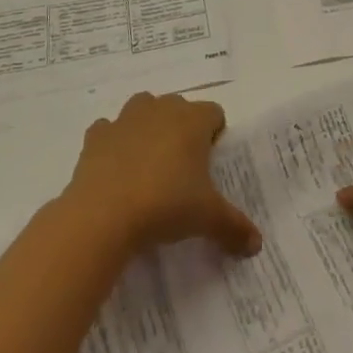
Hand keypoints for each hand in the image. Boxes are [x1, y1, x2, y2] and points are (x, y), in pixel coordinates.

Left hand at [62, 92, 261, 259]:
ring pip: (142, 108)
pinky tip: (116, 169)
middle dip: (182, 129)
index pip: (214, 113)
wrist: (102, 216)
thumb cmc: (165, 205)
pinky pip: (108, 129)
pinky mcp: (95, 136)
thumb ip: (235, 228)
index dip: (214, 135)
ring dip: (148, 127)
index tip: (210, 164)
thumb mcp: (208, 219)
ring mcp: (124, 119)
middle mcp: (160, 110)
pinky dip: (113, 142)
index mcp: (192, 120)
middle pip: (179, 107)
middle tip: (182, 168)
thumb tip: (257, 245)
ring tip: (149, 164)